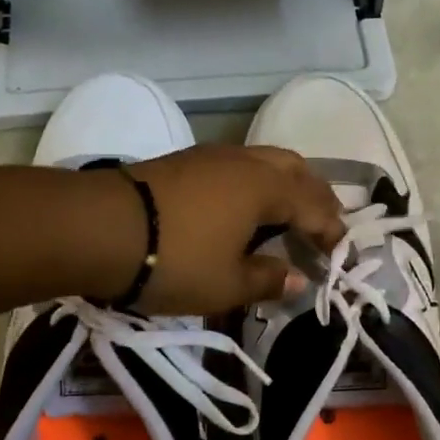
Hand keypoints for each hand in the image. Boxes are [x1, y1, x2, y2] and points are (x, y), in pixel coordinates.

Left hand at [84, 145, 346, 314]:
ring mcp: (212, 155)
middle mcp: (245, 162)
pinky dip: (255, 182)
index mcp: (266, 188)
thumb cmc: (174, 260)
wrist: (99, 228)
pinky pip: (238, 165)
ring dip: (285, 185)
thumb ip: (267, 279)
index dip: (331, 230)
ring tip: (287, 214)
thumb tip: (295, 279)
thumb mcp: (226, 284)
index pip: (314, 206)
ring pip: (265, 161)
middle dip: (315, 196)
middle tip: (323, 224)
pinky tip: (244, 206)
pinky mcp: (184, 160)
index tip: (340, 253)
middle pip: (295, 169)